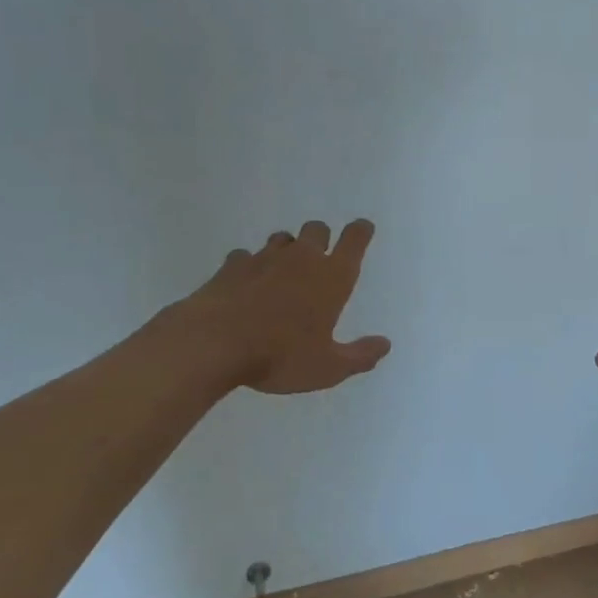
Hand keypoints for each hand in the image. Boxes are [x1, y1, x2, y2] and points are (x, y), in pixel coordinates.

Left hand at [178, 219, 391, 395]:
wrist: (213, 343)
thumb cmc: (279, 355)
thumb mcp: (327, 368)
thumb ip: (359, 356)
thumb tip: (384, 344)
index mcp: (332, 277)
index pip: (354, 239)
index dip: (360, 231)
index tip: (362, 230)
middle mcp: (302, 258)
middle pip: (317, 229)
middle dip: (321, 239)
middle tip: (318, 261)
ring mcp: (264, 258)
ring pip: (282, 239)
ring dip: (287, 250)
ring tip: (282, 273)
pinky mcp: (232, 266)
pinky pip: (245, 256)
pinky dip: (249, 266)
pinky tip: (245, 284)